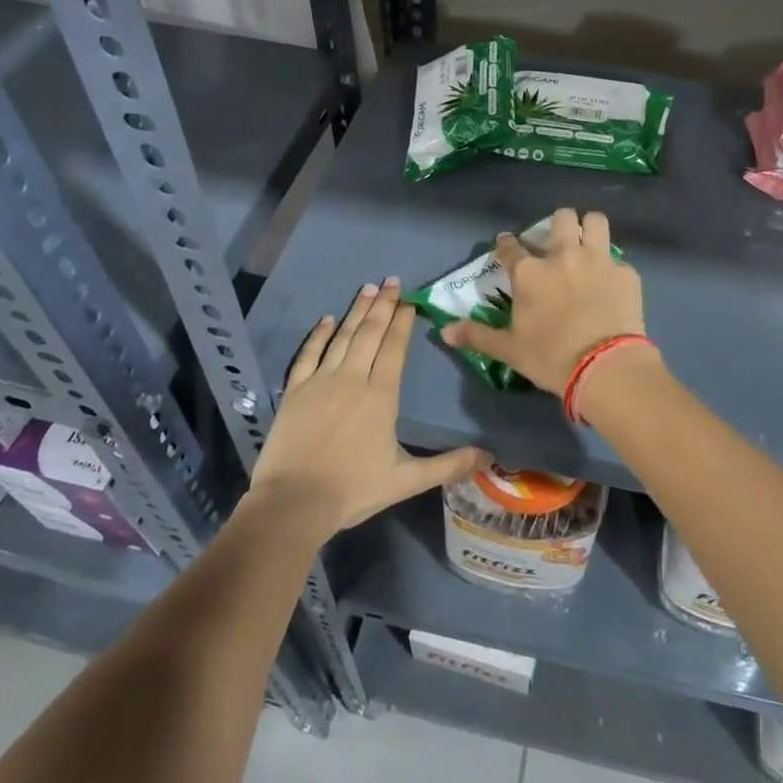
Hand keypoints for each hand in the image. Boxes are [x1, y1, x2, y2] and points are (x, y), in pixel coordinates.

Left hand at [250, 278, 487, 534]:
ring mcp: (320, 381)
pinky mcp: (294, 391)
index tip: (409, 301)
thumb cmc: (353, 490)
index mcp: (381, 395)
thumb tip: (489, 456)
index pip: (394, 348)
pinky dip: (318, 335)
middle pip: (370, 333)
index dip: (402, 322)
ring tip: (367, 288)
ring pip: (342, 337)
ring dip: (356, 311)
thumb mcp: (406, 480)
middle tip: (391, 280)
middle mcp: (352, 378)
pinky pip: (308, 354)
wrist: (293, 502)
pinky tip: (327, 319)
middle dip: (383, 305)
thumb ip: (448, 465)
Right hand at [441, 208, 646, 395]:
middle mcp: (562, 256)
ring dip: (589, 228)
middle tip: (557, 242)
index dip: (506, 244)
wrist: (605, 367)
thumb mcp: (509, 350)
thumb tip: (445, 331)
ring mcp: (598, 260)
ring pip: (594, 221)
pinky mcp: (625, 273)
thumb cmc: (551, 358)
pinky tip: (611, 284)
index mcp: (530, 273)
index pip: (510, 248)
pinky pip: (618, 259)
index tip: (506, 244)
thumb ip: (478, 336)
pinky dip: (613, 268)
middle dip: (557, 224)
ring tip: (588, 243)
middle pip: (560, 219)